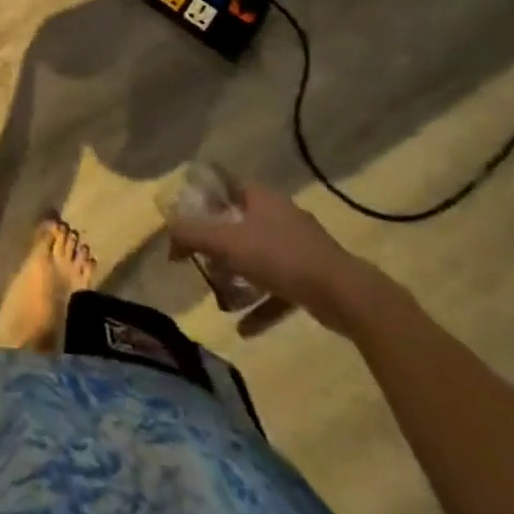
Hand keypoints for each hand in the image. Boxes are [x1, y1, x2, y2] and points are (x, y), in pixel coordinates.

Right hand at [165, 180, 391, 335]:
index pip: (225, 185)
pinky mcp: (312, 278)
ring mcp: (299, 248)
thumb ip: (192, 234)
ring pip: (258, 257)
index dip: (202, 196)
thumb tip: (167, 231)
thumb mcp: (227, 242)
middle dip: (217, 241)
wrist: (346, 296)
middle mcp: (280, 216)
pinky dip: (260, 306)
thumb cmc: (281, 257)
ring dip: (238, 276)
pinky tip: (244, 328)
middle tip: (196, 258)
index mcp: (261, 198)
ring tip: (218, 295)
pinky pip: (277, 290)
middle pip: (239, 222)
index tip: (183, 214)